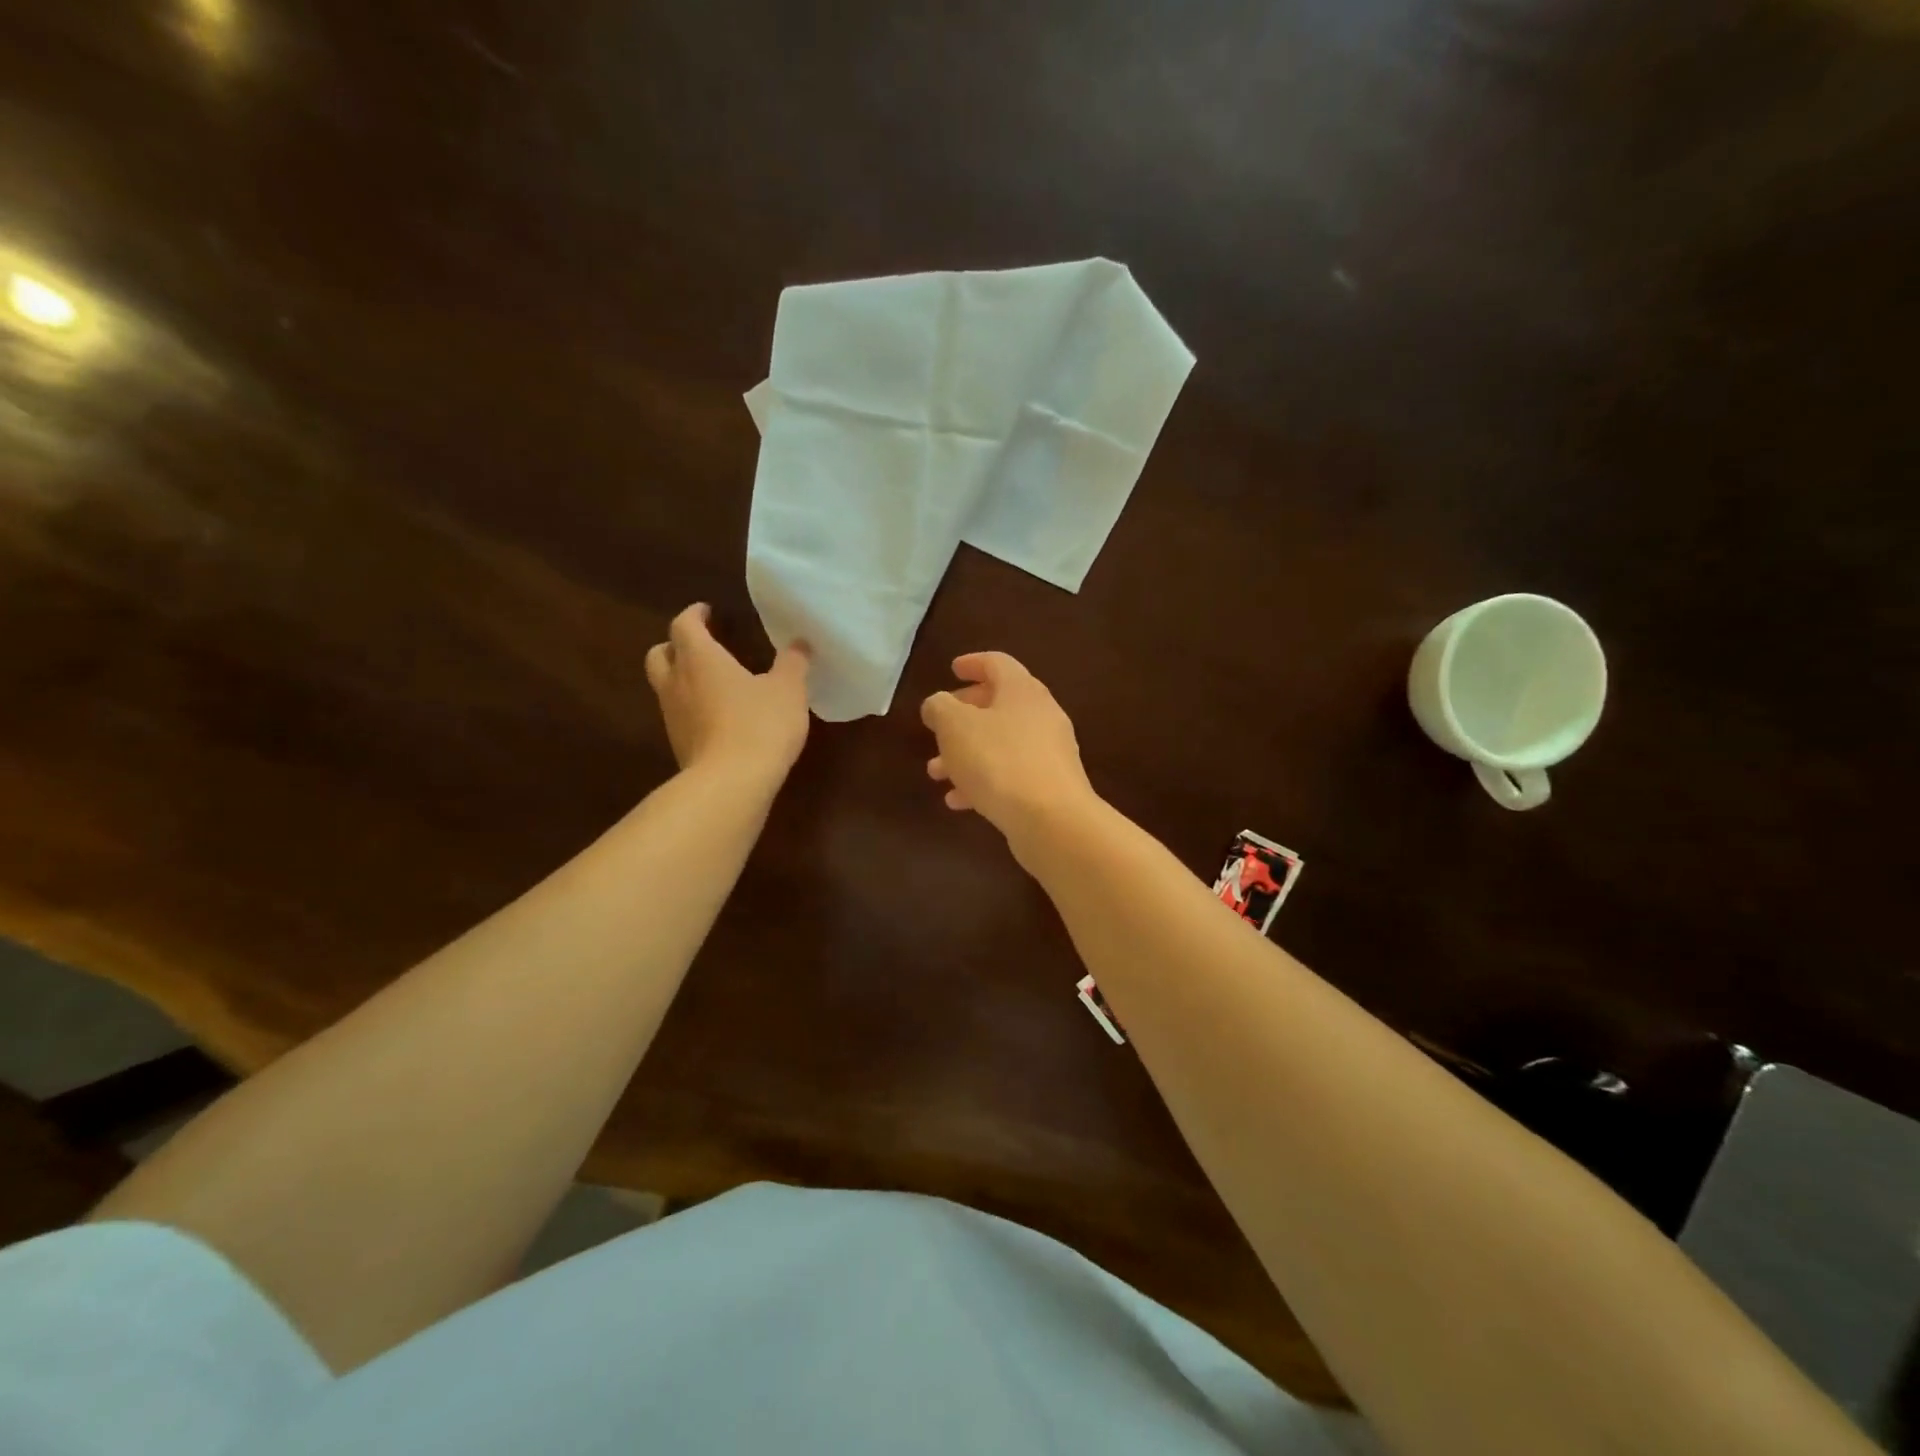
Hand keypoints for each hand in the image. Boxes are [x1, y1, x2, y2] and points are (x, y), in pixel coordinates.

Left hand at [645, 604, 810, 781]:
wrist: (731, 784)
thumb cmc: (759, 725)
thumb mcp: (787, 690)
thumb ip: (793, 663)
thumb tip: (800, 643)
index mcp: (700, 659)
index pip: (684, 625)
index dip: (693, 615)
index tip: (706, 611)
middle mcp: (677, 683)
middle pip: (659, 654)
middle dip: (675, 646)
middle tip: (698, 645)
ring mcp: (673, 717)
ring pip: (665, 687)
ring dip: (681, 679)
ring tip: (711, 682)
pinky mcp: (679, 746)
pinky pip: (679, 716)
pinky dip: (692, 708)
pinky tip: (717, 717)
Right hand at [921, 652, 1099, 843]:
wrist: (1051, 820)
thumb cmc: (998, 761)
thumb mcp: (955, 727)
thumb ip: (940, 708)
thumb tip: (938, 704)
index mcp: (1022, 690)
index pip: (997, 663)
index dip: (972, 663)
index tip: (952, 669)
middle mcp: (1041, 715)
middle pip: (998, 705)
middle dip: (962, 718)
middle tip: (937, 729)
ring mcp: (1049, 752)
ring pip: (999, 744)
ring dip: (966, 754)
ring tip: (936, 773)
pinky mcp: (1049, 785)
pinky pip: (1010, 774)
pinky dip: (983, 781)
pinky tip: (959, 802)